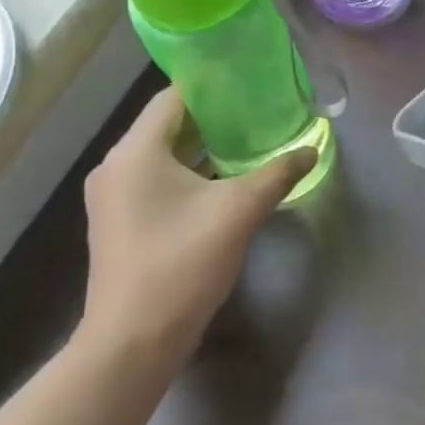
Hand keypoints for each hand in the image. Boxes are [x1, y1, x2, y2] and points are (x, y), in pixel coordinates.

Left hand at [77, 89, 314, 369]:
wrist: (134, 342)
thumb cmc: (182, 263)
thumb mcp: (238, 212)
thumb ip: (277, 173)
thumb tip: (311, 149)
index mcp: (135, 151)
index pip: (173, 98)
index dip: (212, 86)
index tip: (249, 82)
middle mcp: (115, 166)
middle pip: (167, 125)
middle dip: (213, 118)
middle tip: (257, 112)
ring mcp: (112, 197)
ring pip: (161, 155)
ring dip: (201, 148)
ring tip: (247, 142)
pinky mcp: (118, 222)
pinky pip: (155, 180)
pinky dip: (186, 173)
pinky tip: (221, 182)